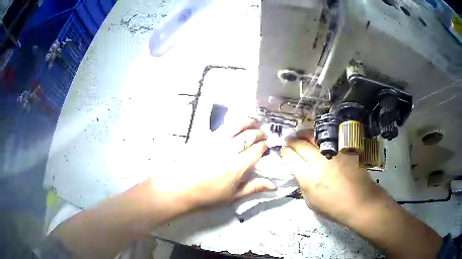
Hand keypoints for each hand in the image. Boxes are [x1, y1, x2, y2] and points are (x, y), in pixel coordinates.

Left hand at [150, 118, 275, 212]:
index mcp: (238, 166)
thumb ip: (253, 188)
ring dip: (247, 122)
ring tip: (254, 121)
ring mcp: (215, 141)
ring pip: (236, 126)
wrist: (179, 188)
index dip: (264, 147)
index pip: (256, 150)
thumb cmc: (206, 196)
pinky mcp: (204, 137)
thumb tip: (274, 185)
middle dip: (259, 133)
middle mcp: (229, 150)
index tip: (266, 146)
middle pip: (248, 136)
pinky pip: (221, 126)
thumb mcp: (232, 196)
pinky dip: (232, 122)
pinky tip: (235, 122)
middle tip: (263, 134)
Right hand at [281, 131, 386, 225]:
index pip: (290, 157)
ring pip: (314, 138)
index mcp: (307, 176)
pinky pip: (328, 140)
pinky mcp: (343, 150)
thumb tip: (300, 173)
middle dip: (291, 141)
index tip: (284, 151)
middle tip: (289, 140)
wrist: (359, 201)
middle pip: (300, 144)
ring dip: (304, 135)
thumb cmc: (334, 207)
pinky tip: (318, 141)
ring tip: (301, 135)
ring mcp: (332, 153)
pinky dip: (320, 139)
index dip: (285, 152)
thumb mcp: (311, 201)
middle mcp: (318, 161)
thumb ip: (303, 184)